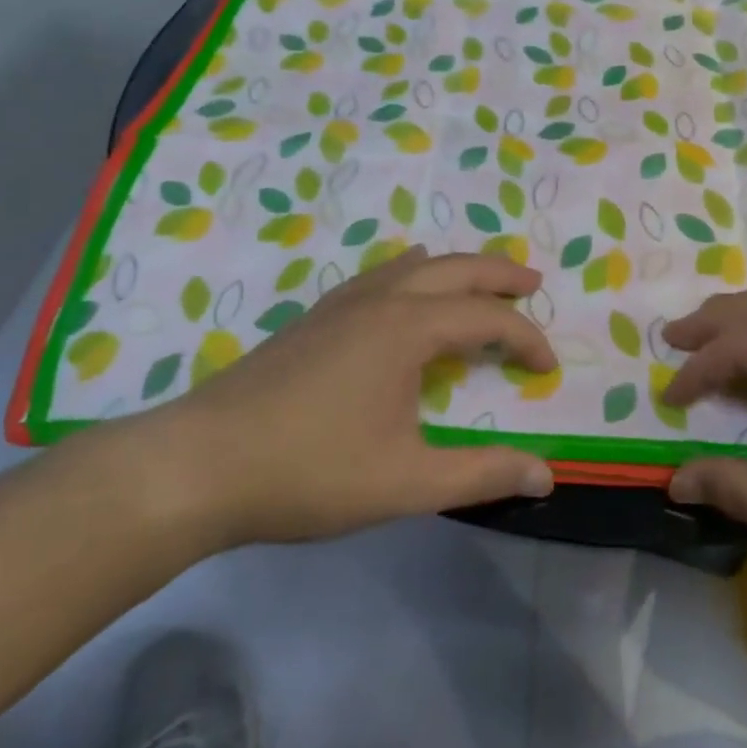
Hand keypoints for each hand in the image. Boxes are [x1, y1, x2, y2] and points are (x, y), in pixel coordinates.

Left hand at [134, 248, 556, 551]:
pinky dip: (410, 276)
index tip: (547, 368)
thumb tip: (546, 475)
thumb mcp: (406, 482)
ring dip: (453, 269)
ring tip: (476, 282)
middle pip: (453, 268)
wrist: (199, 464)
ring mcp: (339, 305)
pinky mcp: (312, 319)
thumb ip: (480, 474)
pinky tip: (401, 296)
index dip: (525, 338)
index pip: (486, 319)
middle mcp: (378, 301)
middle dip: (498, 274)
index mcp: (406, 328)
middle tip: (533, 282)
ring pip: (410, 265)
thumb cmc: (309, 470)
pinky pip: (378, 278)